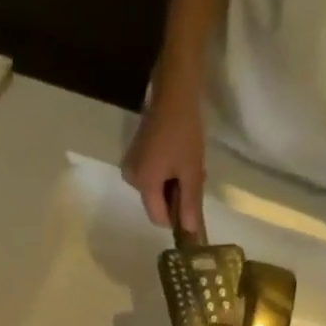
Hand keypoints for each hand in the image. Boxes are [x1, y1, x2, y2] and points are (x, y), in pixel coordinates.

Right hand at [122, 78, 206, 231]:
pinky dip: (165, 172)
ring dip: (172, 183)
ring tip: (187, 163)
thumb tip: (190, 231)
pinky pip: (151, 175)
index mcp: (143, 185)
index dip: (176, 217)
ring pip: (155, 189)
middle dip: (175, 196)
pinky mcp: (135, 155)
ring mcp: (131, 166)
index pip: (158, 217)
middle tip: (194, 176)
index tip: (193, 204)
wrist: (174, 94)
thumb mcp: (192, 170)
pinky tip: (177, 156)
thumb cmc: (184, 133)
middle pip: (156, 202)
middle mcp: (132, 180)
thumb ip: (190, 203)